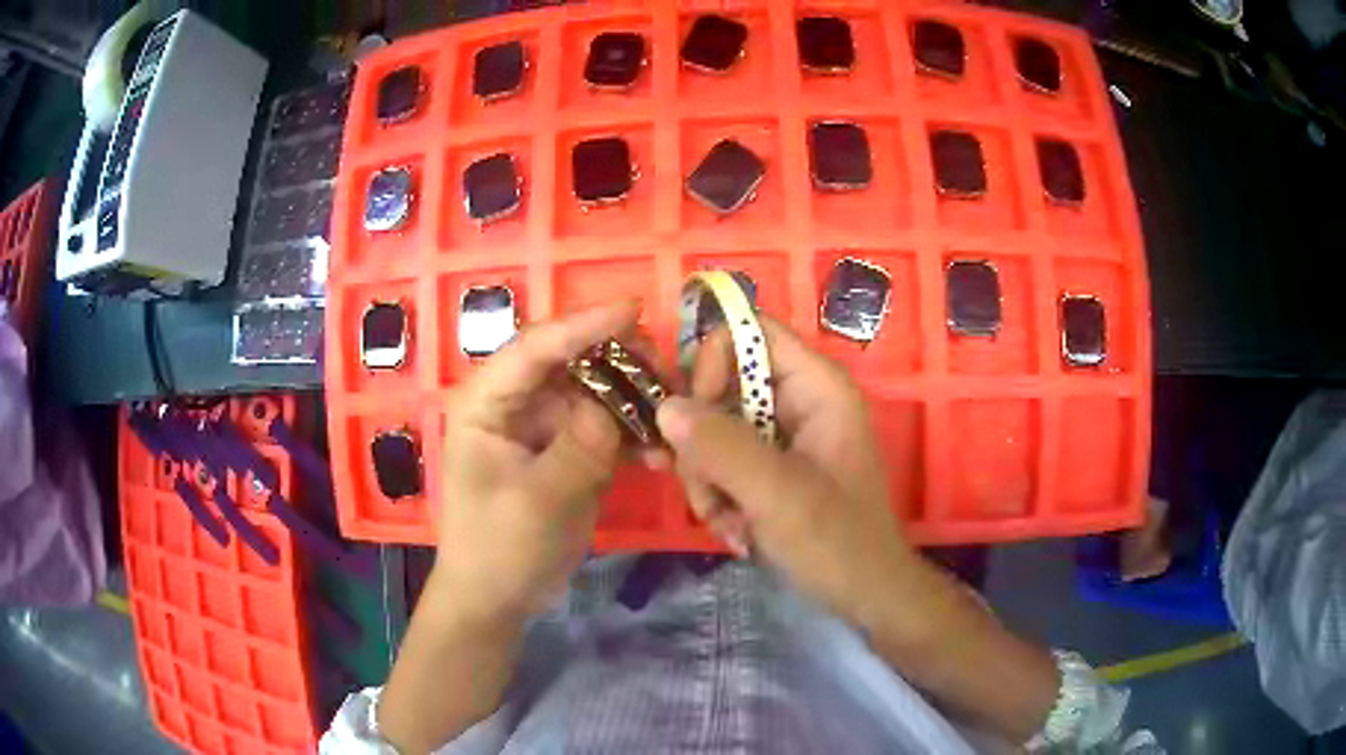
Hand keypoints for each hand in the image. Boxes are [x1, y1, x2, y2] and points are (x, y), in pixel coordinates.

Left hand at [432, 301, 638, 619]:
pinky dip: (634, 437)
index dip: (583, 324)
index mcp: (487, 402)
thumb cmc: (499, 547)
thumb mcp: (538, 499)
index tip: (633, 309)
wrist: (499, 598)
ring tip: (673, 417)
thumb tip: (616, 406)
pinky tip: (662, 456)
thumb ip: (579, 447)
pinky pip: (606, 429)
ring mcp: (545, 427)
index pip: (534, 348)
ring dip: (635, 403)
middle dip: (620, 364)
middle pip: (572, 363)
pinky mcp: (569, 452)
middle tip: (667, 374)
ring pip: (596, 394)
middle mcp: (515, 404)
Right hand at [656, 318, 913, 626]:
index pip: (748, 332)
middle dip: (702, 441)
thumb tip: (666, 406)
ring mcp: (783, 434)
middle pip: (721, 385)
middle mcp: (798, 399)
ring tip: (728, 522)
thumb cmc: (837, 542)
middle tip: (707, 491)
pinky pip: (722, 460)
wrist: (865, 594)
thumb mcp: (778, 495)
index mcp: (816, 386)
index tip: (696, 418)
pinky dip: (717, 495)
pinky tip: (735, 532)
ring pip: (713, 428)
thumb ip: (722, 447)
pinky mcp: (771, 465)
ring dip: (706, 478)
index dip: (713, 363)